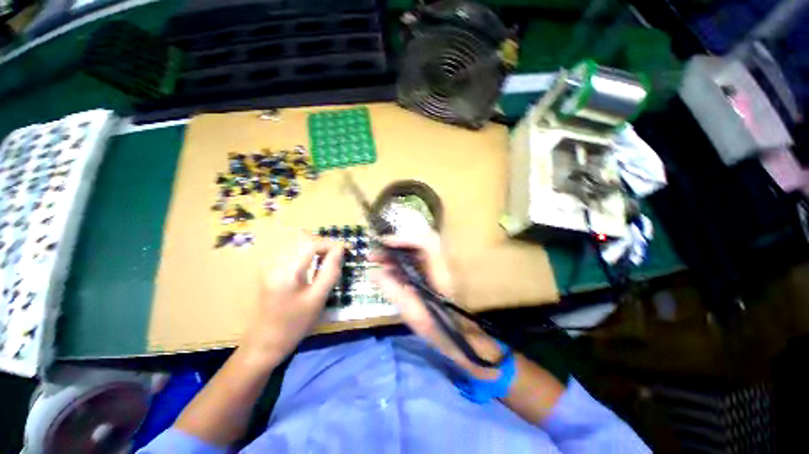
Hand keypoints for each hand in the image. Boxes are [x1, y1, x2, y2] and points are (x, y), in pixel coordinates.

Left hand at [240, 232, 343, 367]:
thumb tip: (340, 250)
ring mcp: (269, 266)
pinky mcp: (269, 270)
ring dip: (315, 247)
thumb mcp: (318, 298)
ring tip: (328, 260)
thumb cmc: (295, 324)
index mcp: (286, 271)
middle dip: (323, 244)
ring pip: (297, 244)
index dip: (331, 244)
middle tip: (337, 256)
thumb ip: (330, 270)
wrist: (265, 343)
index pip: (311, 244)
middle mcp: (274, 263)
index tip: (346, 248)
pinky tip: (313, 264)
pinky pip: (291, 252)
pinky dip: (306, 253)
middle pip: (302, 239)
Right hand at [369, 232, 500, 378]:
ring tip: (377, 261)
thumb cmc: (440, 328)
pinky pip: (417, 261)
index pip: (427, 242)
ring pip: (417, 252)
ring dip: (397, 253)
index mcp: (441, 272)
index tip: (384, 242)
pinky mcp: (436, 272)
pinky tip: (389, 270)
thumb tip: (373, 273)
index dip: (406, 238)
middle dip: (395, 246)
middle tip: (374, 254)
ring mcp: (440, 267)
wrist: (464, 338)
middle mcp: (442, 264)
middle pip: (419, 243)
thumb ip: (393, 291)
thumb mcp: (413, 313)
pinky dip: (402, 262)